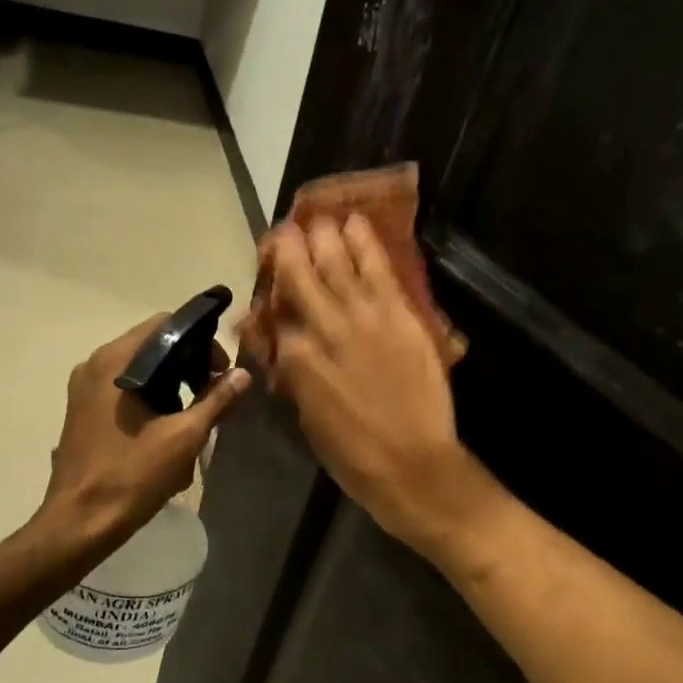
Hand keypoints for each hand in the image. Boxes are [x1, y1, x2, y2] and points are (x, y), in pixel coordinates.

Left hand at [41, 315, 251, 547]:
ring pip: (140, 369)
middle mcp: (95, 365)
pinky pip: (125, 388)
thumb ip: (216, 400)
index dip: (201, 341)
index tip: (221, 371)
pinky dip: (151, 397)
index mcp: (115, 362)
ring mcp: (85, 388)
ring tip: (195, 415)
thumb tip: (243, 375)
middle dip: (189, 364)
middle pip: (153, 345)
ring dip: (172, 383)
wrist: (80, 522)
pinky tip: (168, 427)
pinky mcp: (84, 410)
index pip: (165, 325)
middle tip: (215, 393)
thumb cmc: (132, 475)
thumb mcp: (184, 437)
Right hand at [254, 215, 498, 558]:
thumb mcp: (309, 418)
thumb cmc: (354, 455)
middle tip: (285, 232)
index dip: (271, 294)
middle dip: (289, 249)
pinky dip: (364, 241)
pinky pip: (377, 268)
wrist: (412, 465)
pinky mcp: (397, 314)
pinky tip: (355, 223)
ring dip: (323, 235)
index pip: (277, 314)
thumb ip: (298, 376)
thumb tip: (291, 349)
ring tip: (318, 218)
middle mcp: (321, 328)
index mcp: (295, 360)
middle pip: (299, 276)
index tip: (270, 279)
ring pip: (336, 262)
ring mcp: (361, 316)